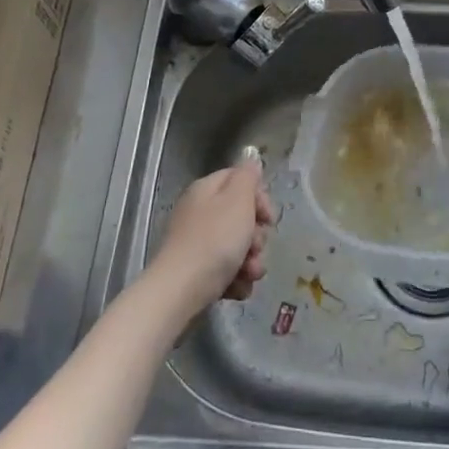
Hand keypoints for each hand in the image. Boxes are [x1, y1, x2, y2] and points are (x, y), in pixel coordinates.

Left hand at [154, 154, 273, 311]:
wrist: (180, 292)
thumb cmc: (214, 241)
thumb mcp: (238, 200)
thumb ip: (248, 175)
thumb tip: (250, 156)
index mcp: (207, 190)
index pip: (240, 181)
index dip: (259, 197)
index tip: (268, 217)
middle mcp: (200, 213)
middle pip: (241, 217)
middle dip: (256, 235)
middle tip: (255, 247)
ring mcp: (197, 244)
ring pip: (237, 247)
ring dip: (250, 262)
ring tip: (248, 273)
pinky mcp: (197, 273)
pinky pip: (226, 271)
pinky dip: (235, 280)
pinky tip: (236, 288)